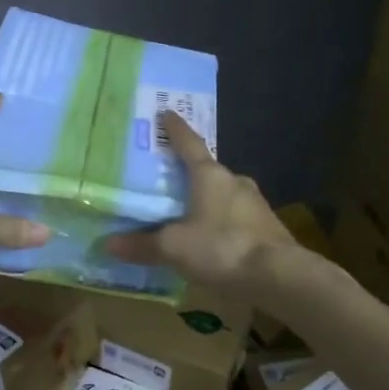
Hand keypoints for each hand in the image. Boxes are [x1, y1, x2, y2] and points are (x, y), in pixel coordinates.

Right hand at [104, 112, 295, 297]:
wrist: (279, 276)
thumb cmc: (222, 247)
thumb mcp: (174, 247)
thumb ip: (142, 244)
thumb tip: (108, 244)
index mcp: (210, 175)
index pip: (188, 144)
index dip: (175, 129)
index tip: (166, 113)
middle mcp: (235, 181)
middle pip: (207, 171)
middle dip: (189, 173)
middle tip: (168, 177)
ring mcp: (255, 204)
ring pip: (223, 195)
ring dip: (206, 200)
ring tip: (186, 211)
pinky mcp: (266, 227)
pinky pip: (236, 217)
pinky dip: (220, 222)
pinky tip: (211, 238)